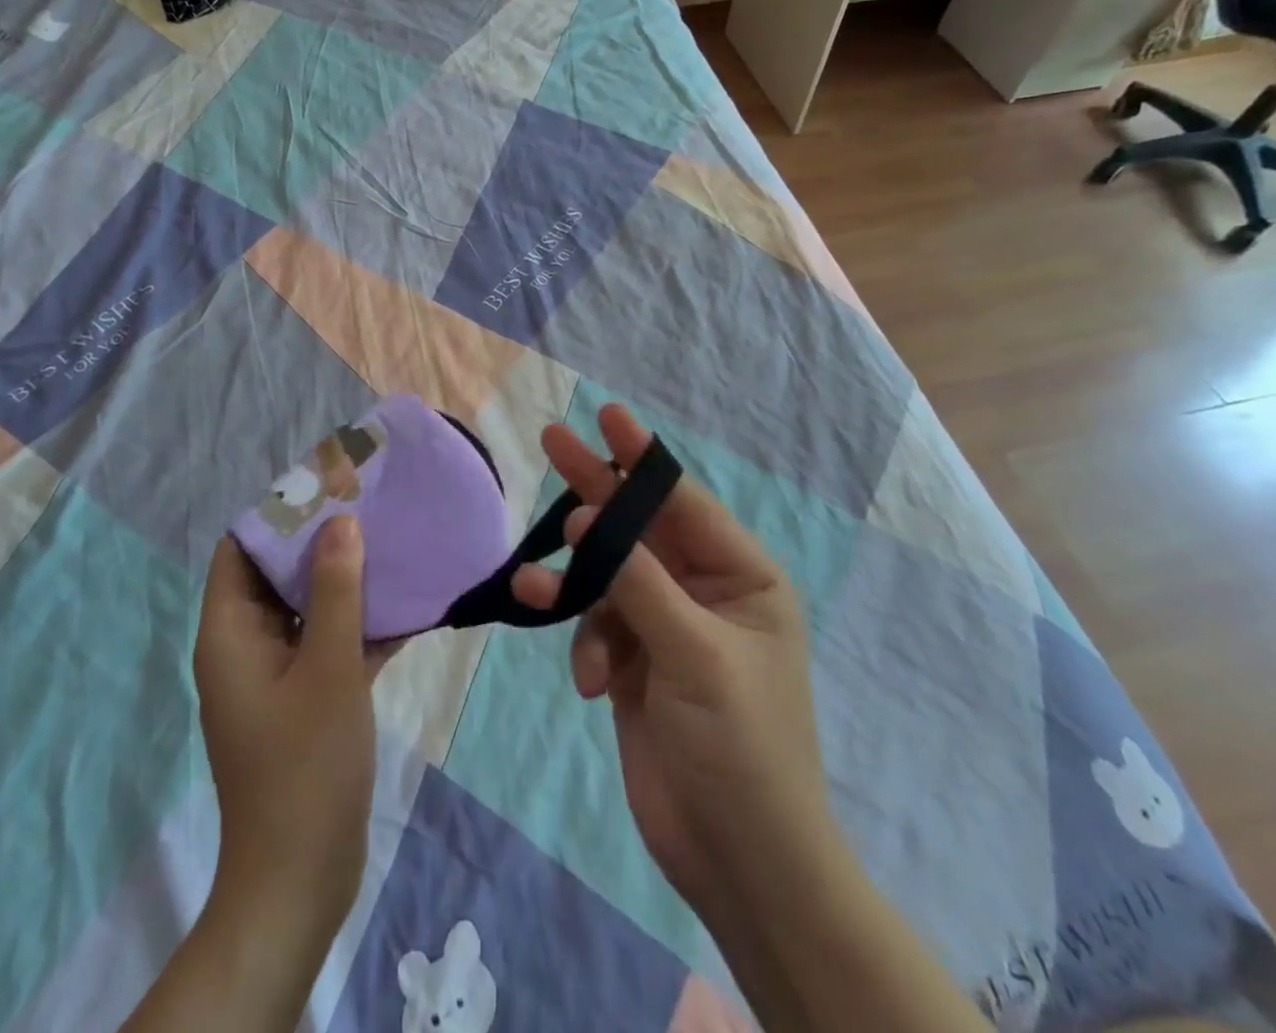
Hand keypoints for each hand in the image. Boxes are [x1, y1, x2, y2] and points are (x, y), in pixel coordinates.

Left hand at [194, 520, 383, 935]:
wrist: (302, 878)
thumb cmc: (305, 764)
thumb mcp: (327, 667)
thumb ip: (335, 591)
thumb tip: (341, 522)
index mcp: (231, 633)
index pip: (241, 550)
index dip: (277, 514)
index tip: (326, 487)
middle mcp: (247, 646)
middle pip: (278, 574)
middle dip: (322, 542)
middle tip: (371, 507)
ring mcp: (278, 675)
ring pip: (309, 608)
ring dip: (347, 581)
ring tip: (394, 542)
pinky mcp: (307, 699)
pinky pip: (330, 643)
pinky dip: (361, 624)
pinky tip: (409, 605)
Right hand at [510, 404, 841, 916]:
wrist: (738, 860)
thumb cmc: (742, 747)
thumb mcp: (696, 654)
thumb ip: (640, 582)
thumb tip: (592, 519)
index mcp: (742, 577)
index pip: (684, 502)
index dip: (643, 458)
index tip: (609, 415)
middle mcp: (704, 591)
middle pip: (639, 526)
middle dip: (595, 490)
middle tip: (552, 440)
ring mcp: (666, 626)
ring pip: (607, 578)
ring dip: (573, 583)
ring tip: (533, 585)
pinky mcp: (635, 662)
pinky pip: (597, 625)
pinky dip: (585, 642)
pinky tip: (589, 680)